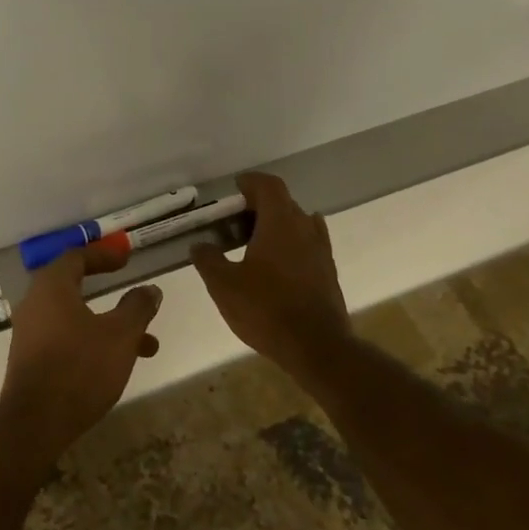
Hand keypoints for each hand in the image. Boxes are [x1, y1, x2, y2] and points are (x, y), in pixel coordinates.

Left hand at [0, 242, 161, 464]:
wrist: (34, 424)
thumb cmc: (79, 368)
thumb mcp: (120, 335)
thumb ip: (137, 308)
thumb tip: (150, 289)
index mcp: (51, 287)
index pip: (76, 257)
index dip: (103, 254)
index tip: (126, 257)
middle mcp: (35, 304)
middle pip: (74, 286)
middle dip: (109, 290)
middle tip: (133, 291)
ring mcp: (30, 334)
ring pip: (75, 318)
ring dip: (109, 325)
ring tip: (148, 345)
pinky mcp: (31, 360)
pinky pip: (66, 338)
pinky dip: (92, 342)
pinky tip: (117, 365)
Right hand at [191, 172, 351, 369]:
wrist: (317, 347)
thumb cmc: (266, 309)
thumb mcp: (224, 285)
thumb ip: (208, 260)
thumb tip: (200, 245)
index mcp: (280, 222)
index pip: (269, 186)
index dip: (251, 182)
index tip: (234, 189)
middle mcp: (305, 228)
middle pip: (283, 203)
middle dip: (258, 206)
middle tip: (234, 223)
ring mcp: (320, 250)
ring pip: (297, 224)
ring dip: (276, 226)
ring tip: (252, 244)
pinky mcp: (327, 272)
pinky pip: (307, 245)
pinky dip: (289, 245)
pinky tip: (273, 266)